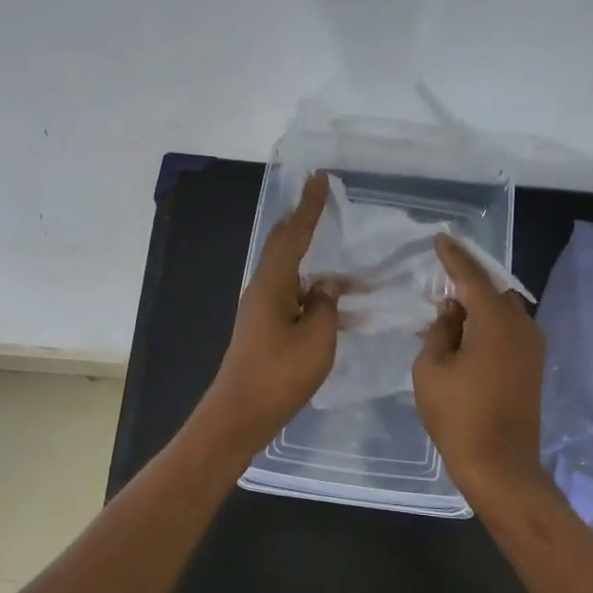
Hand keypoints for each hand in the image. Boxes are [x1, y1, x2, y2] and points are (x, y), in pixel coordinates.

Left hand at [196, 171, 344, 452]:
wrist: (241, 414)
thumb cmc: (280, 374)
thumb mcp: (316, 338)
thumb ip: (326, 305)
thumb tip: (328, 285)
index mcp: (272, 284)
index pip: (293, 234)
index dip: (309, 206)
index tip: (320, 178)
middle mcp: (263, 289)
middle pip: (286, 246)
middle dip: (305, 224)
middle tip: (323, 201)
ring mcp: (262, 310)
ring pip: (294, 275)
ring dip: (319, 268)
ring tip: (351, 268)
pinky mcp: (266, 329)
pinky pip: (295, 298)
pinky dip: (316, 295)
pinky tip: (339, 307)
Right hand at [413, 233, 546, 494]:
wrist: (501, 465)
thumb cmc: (459, 415)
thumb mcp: (431, 369)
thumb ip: (440, 331)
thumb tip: (453, 311)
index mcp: (495, 321)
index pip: (471, 277)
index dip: (453, 256)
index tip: (441, 238)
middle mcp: (521, 326)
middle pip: (494, 291)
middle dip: (469, 282)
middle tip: (442, 280)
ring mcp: (532, 347)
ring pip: (505, 311)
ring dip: (481, 306)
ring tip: (452, 311)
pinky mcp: (534, 367)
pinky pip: (510, 331)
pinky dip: (490, 325)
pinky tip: (469, 336)